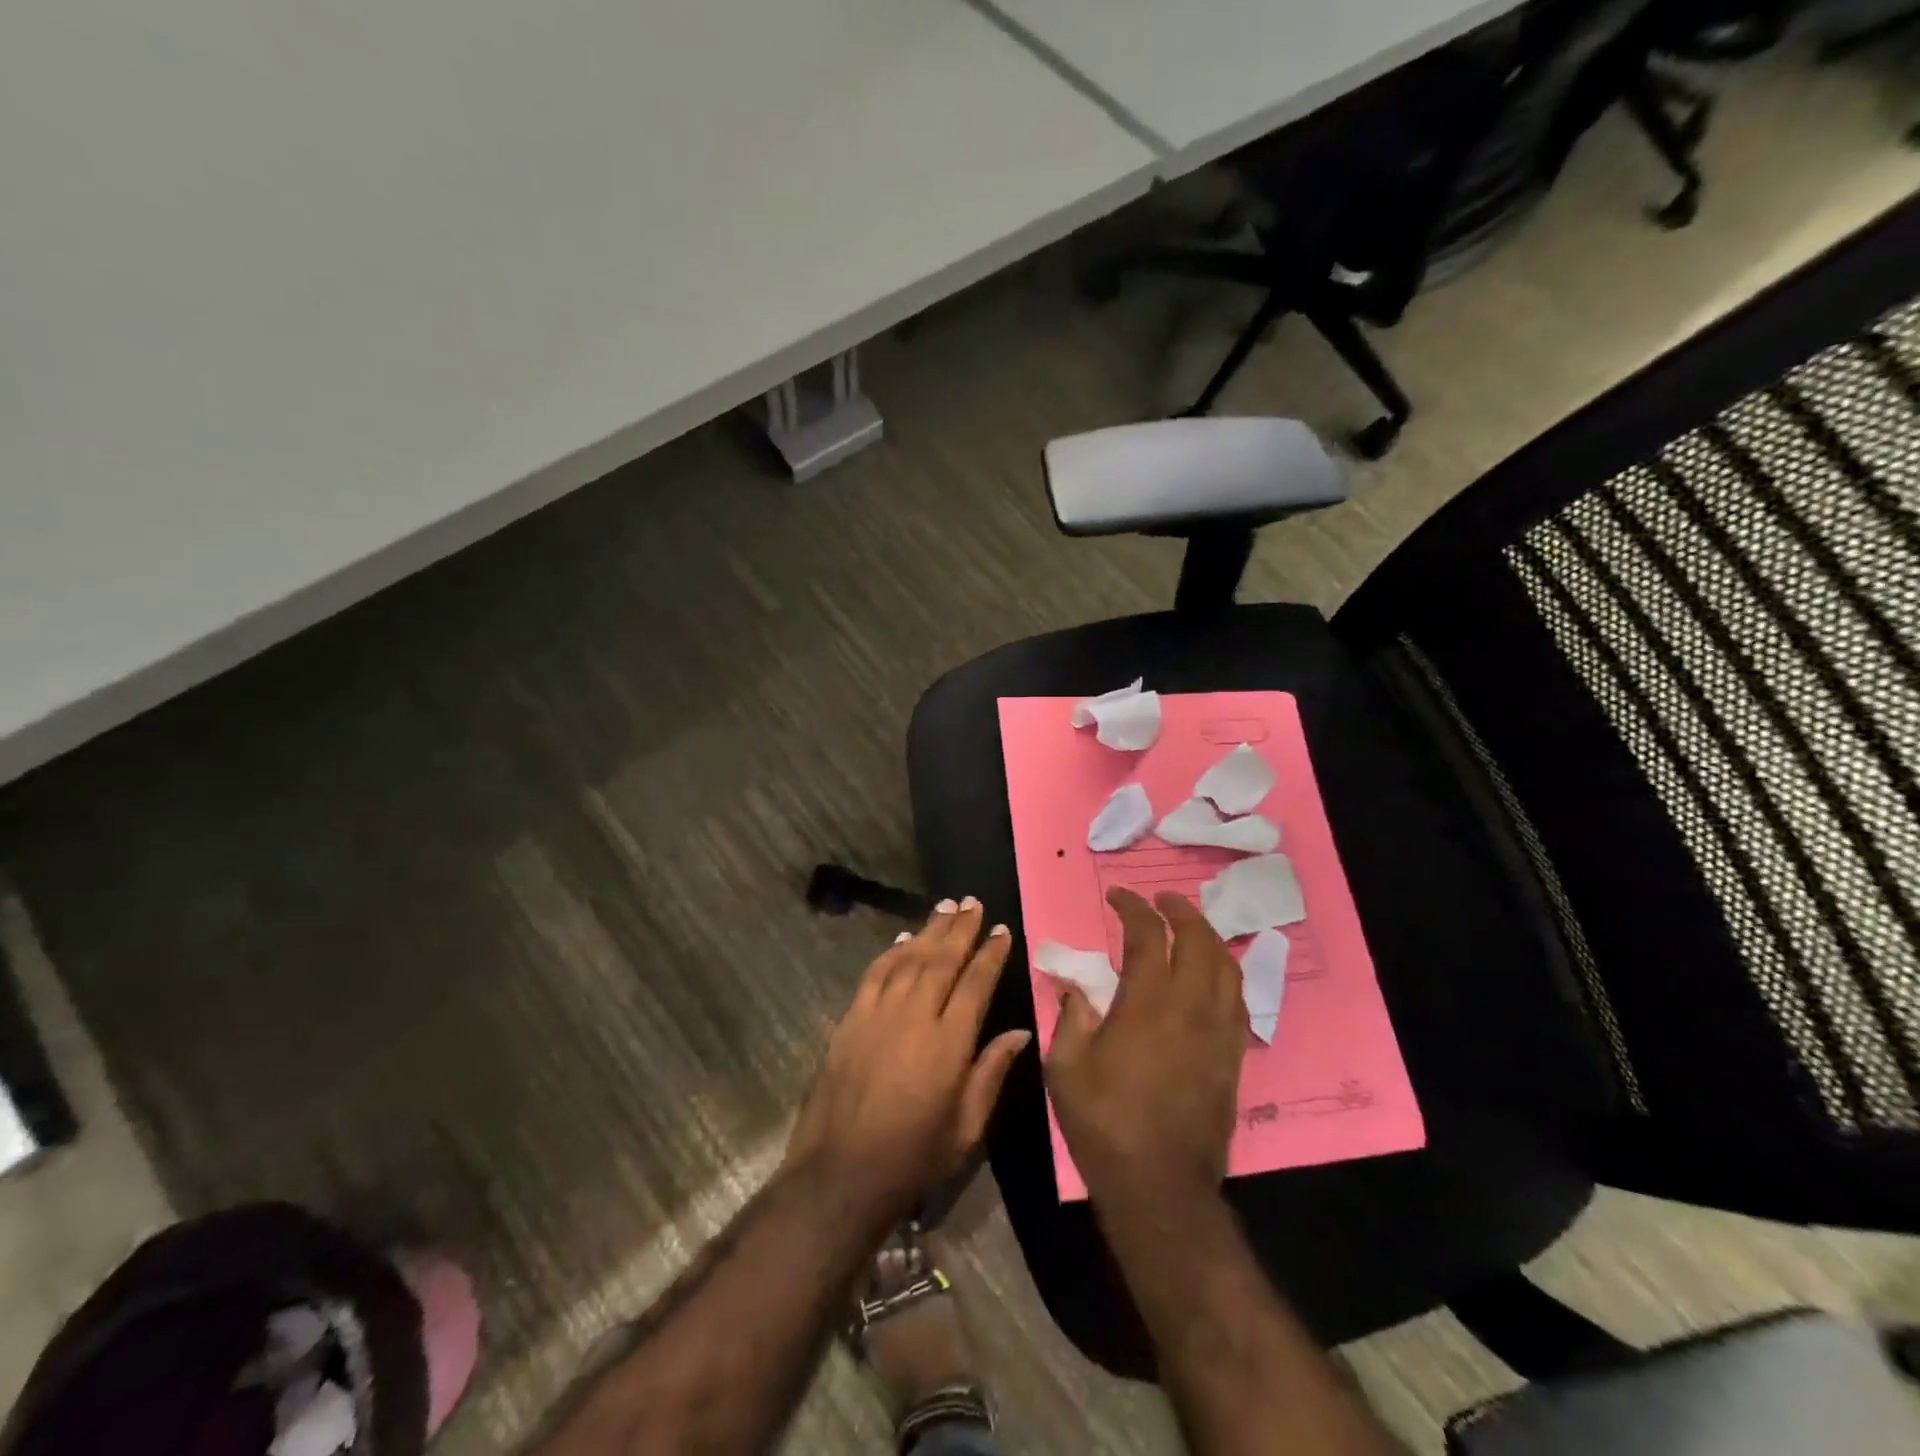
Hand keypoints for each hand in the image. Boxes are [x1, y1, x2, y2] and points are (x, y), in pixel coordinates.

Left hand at [785, 898, 1029, 1226]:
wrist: (842, 1172)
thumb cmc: (914, 1156)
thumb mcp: (967, 1127)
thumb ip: (992, 1072)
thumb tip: (1020, 1033)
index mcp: (949, 1043)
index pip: (975, 983)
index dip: (990, 954)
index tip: (1002, 930)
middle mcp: (914, 1016)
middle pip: (941, 960)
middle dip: (960, 928)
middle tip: (973, 903)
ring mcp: (878, 1014)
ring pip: (908, 959)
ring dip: (928, 930)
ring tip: (945, 906)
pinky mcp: (851, 1019)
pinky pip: (874, 974)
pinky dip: (891, 952)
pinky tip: (902, 939)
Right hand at [1045, 888, 1246, 1203]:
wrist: (1160, 1187)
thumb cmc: (1105, 1124)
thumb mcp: (1066, 1068)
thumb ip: (1071, 1017)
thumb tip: (1074, 986)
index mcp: (1146, 1004)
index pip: (1147, 935)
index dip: (1133, 908)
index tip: (1118, 896)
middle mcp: (1190, 1008)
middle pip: (1198, 940)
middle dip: (1179, 910)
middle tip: (1161, 899)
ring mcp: (1218, 1032)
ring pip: (1226, 966)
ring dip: (1208, 937)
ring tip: (1190, 927)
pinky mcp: (1233, 1057)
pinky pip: (1238, 999)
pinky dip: (1225, 973)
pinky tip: (1212, 975)